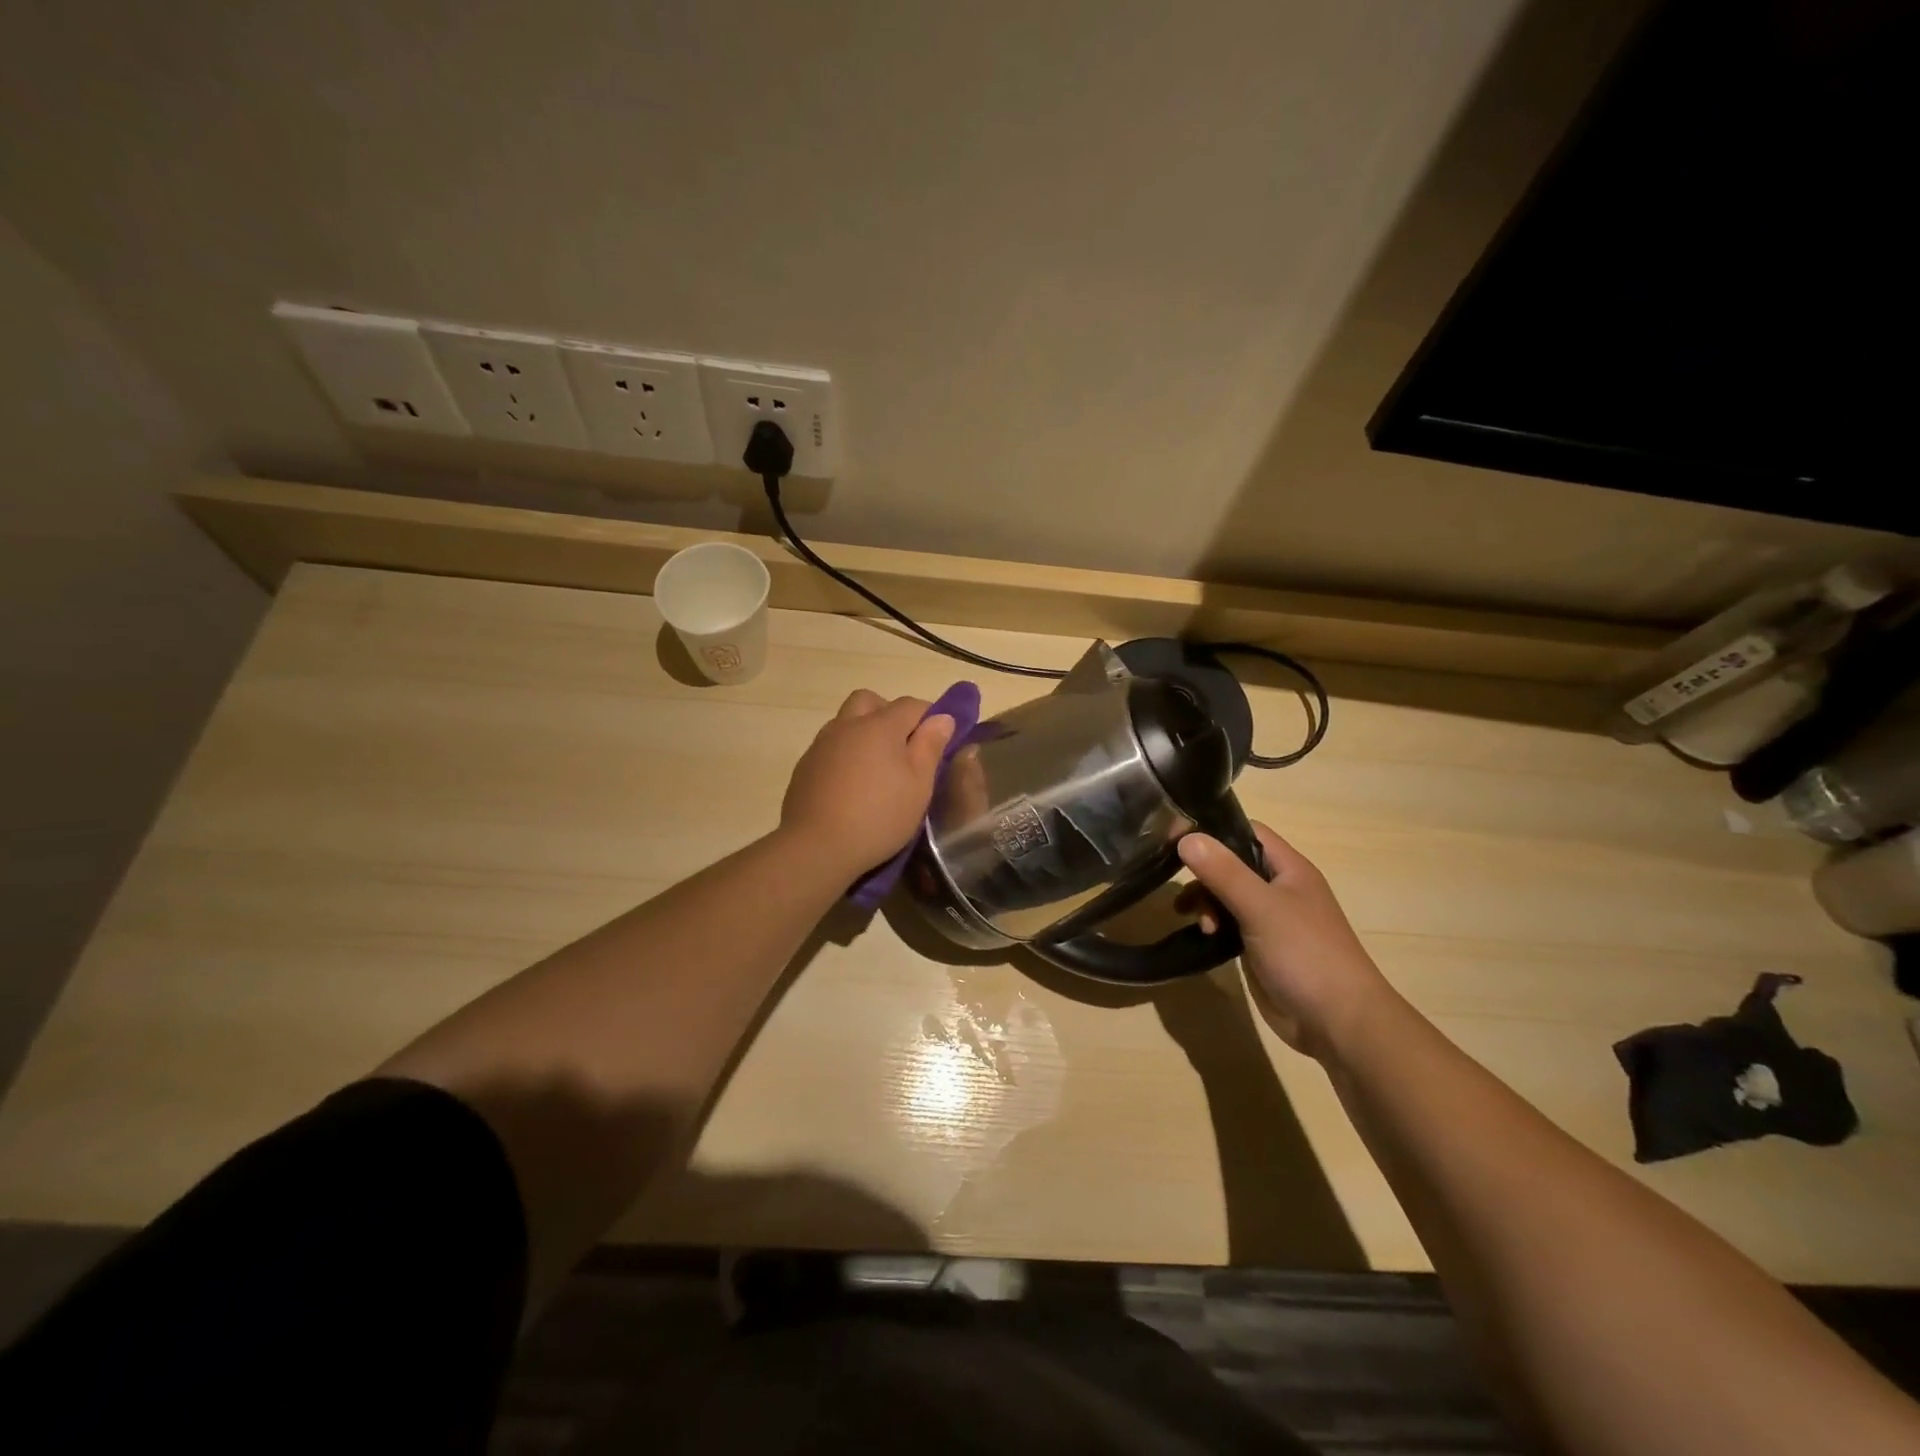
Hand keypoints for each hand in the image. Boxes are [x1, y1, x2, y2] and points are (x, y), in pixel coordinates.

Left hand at [781, 690, 955, 877]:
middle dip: (889, 713)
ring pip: (845, 721)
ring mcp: (821, 745)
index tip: (938, 739)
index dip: (929, 716)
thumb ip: (930, 746)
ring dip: (863, 732)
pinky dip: (844, 754)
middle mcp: (847, 725)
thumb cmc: (879, 815)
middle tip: (902, 745)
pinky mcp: (804, 767)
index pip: (911, 705)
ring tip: (876, 768)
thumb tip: (942, 717)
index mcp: (880, 726)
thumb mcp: (919, 785)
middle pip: (869, 701)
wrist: (816, 846)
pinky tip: (851, 785)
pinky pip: (829, 746)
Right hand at [1176, 823, 1394, 1059]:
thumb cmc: (1306, 954)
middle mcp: (1280, 889)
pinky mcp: (1260, 949)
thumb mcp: (1261, 907)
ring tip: (1199, 924)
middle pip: (1232, 865)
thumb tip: (1185, 837)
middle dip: (1205, 875)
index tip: (1178, 838)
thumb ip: (1224, 872)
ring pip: (1227, 896)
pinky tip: (1202, 938)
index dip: (1216, 831)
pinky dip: (1212, 927)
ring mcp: (1271, 921)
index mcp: (1290, 870)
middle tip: (1185, 894)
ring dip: (1206, 903)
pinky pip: (1229, 926)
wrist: (1339, 1023)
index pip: (1248, 832)